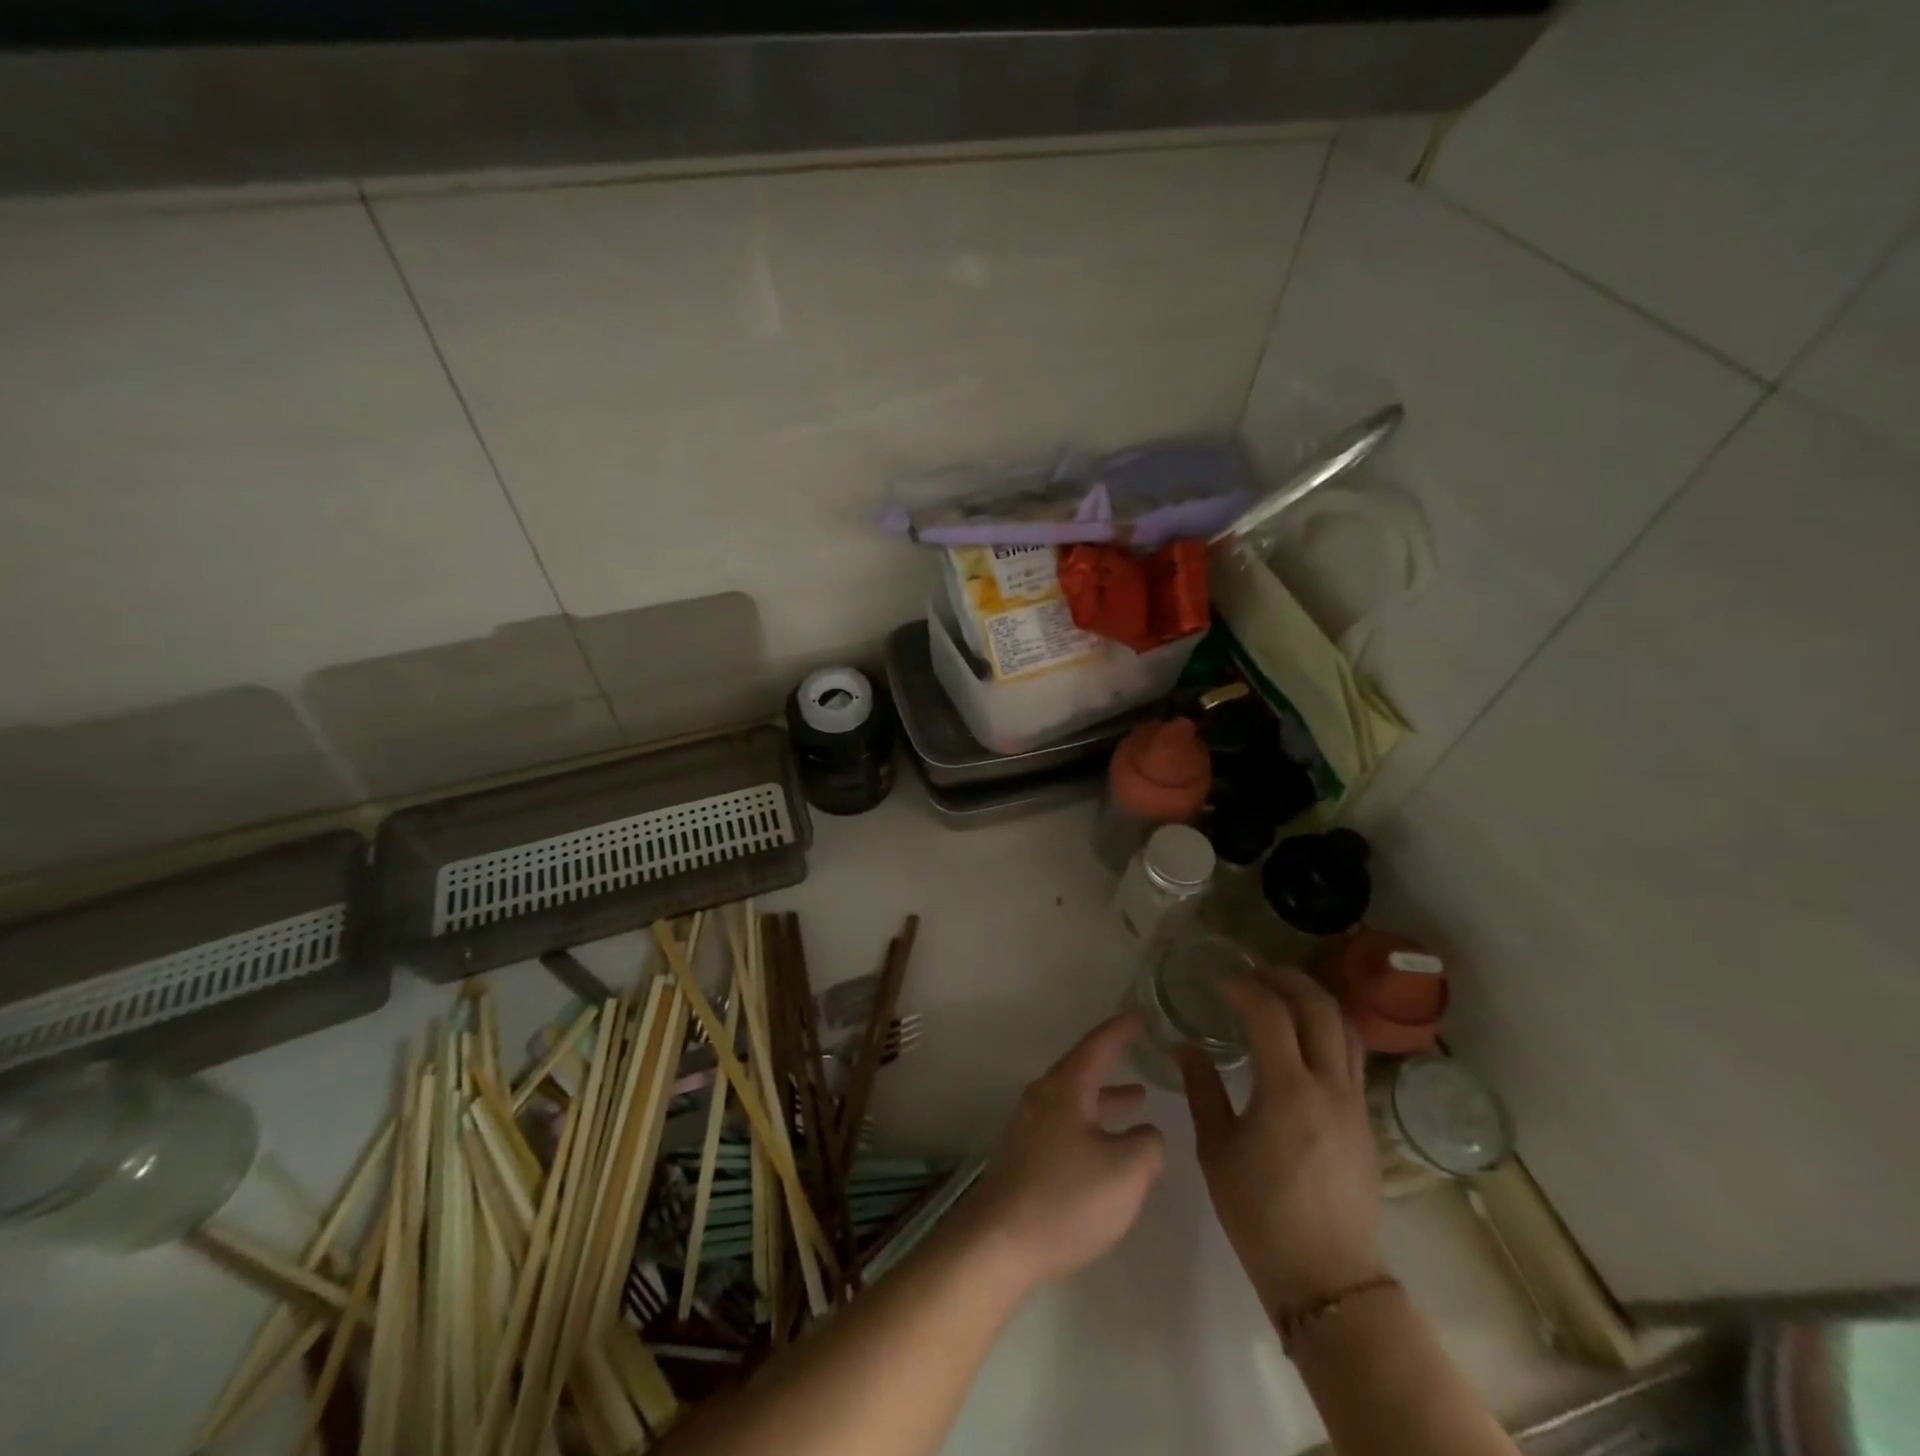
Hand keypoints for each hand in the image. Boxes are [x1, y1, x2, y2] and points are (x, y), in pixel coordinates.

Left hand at [964, 1013, 1167, 1291]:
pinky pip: (1067, 1125)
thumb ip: (1148, 1145)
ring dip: (1106, 1098)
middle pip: (1083, 1070)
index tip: (1142, 1014)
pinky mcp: (1026, 1156)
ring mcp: (1031, 1126)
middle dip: (1114, 1062)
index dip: (1122, 1029)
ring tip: (1137, 1099)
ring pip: (1076, 1100)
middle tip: (1141, 1051)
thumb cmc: (1067, 1198)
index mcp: (1066, 1087)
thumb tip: (1147, 1134)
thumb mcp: (1126, 1171)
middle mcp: (1044, 1097)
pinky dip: (1093, 1124)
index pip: (1098, 1044)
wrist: (1000, 1242)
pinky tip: (1108, 1148)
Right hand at [1177, 967, 1385, 1317]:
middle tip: (1255, 973)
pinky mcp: (1365, 1120)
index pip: (1271, 1015)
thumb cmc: (1259, 1215)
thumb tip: (1183, 1046)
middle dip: (1287, 979)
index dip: (1244, 988)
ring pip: (1346, 1028)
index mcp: (1288, 1093)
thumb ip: (1202, 1089)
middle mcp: (1330, 1088)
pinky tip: (1301, 1036)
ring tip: (1282, 992)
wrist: (1327, 1280)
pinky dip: (1327, 1029)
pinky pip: (1351, 1055)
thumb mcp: (1216, 1150)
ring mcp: (1355, 1103)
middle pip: (1320, 1009)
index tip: (1220, 982)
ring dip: (1314, 999)